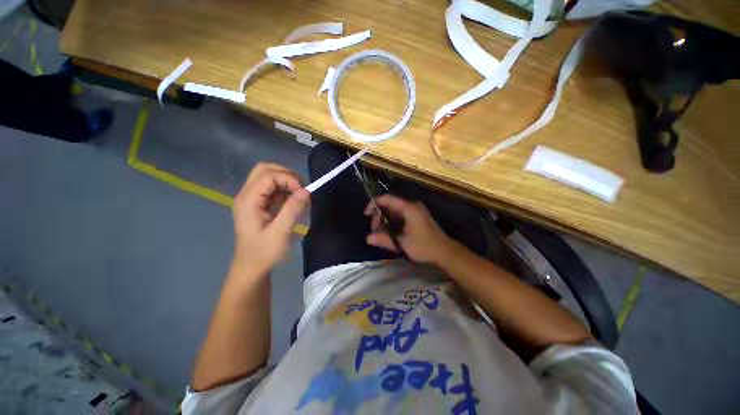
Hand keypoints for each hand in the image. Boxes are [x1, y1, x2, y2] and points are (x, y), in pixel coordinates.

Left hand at [232, 163, 308, 274]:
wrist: (252, 268)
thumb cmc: (264, 252)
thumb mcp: (281, 232)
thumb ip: (293, 209)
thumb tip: (306, 191)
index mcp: (248, 200)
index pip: (268, 175)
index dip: (288, 179)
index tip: (303, 192)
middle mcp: (247, 195)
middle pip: (264, 169)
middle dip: (286, 174)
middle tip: (301, 187)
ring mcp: (251, 199)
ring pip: (268, 177)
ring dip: (286, 181)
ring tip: (300, 195)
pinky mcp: (258, 204)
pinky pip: (272, 188)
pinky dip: (285, 190)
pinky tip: (293, 201)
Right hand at [365, 194, 453, 264]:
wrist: (445, 252)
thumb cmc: (424, 246)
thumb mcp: (402, 244)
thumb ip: (384, 239)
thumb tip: (368, 238)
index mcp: (409, 208)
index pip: (387, 199)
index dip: (374, 204)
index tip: (366, 214)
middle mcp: (412, 205)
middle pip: (390, 205)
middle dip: (379, 216)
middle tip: (375, 231)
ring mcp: (416, 210)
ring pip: (395, 211)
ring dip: (386, 220)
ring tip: (381, 234)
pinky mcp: (418, 217)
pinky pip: (401, 215)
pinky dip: (393, 222)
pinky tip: (390, 232)